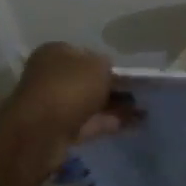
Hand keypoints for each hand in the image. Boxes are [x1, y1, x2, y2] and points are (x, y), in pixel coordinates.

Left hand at [0, 43, 137, 177]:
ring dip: (114, 106)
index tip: (127, 72)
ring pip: (90, 103)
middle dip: (113, 87)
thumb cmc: (69, 87)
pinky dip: (109, 122)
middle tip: (140, 92)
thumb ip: (108, 65)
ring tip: (144, 110)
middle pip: (87, 80)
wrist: (40, 132)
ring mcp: (54, 105)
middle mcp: (51, 76)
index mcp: (55, 53)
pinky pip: (90, 123)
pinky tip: (134, 124)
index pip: (85, 53)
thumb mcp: (98, 66)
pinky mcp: (59, 130)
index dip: (107, 62)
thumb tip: (109, 72)